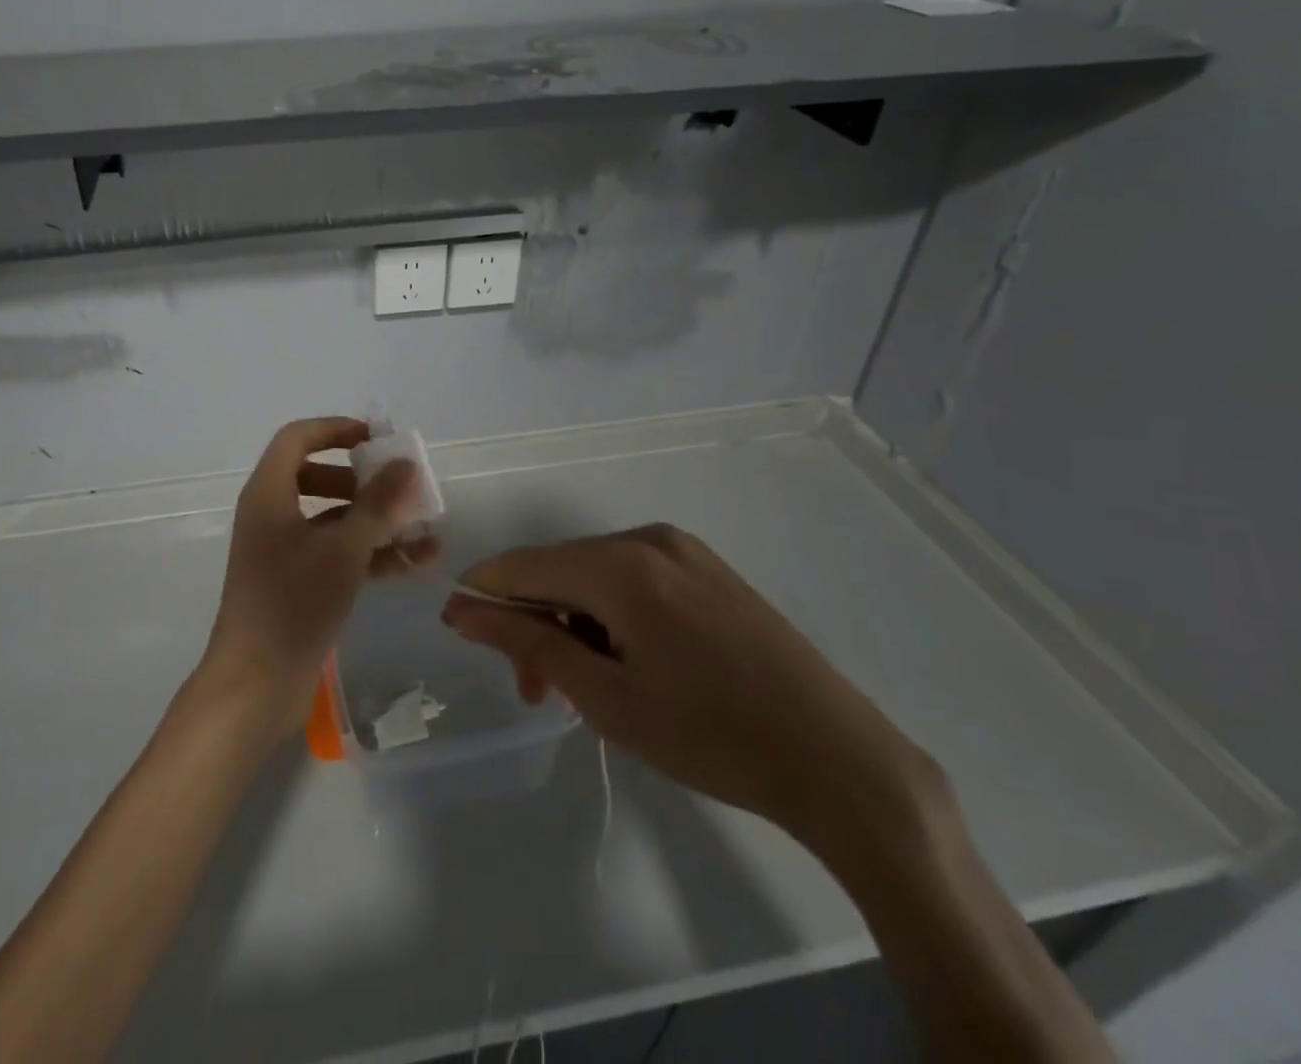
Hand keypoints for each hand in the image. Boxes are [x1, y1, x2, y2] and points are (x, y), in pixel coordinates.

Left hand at [198, 418, 439, 737]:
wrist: (256, 685)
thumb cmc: (293, 604)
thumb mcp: (342, 549)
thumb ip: (378, 504)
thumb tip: (406, 464)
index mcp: (269, 494)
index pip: (298, 439)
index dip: (336, 430)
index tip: (377, 440)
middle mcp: (272, 515)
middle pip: (317, 476)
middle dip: (362, 480)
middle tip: (398, 487)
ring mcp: (284, 552)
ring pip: (333, 520)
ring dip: (376, 521)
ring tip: (424, 529)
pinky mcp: (298, 584)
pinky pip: (337, 554)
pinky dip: (371, 554)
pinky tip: (416, 564)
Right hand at [442, 524, 940, 845]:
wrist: (840, 761)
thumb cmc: (713, 737)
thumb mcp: (608, 698)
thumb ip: (529, 643)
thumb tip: (462, 609)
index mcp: (623, 566)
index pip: (524, 565)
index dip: (484, 596)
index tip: (460, 631)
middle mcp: (649, 539)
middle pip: (560, 569)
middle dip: (534, 621)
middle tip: (535, 691)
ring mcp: (684, 551)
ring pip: (595, 575)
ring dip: (572, 622)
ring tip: (579, 686)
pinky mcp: (707, 569)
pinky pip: (633, 579)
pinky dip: (609, 615)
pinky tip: (623, 662)